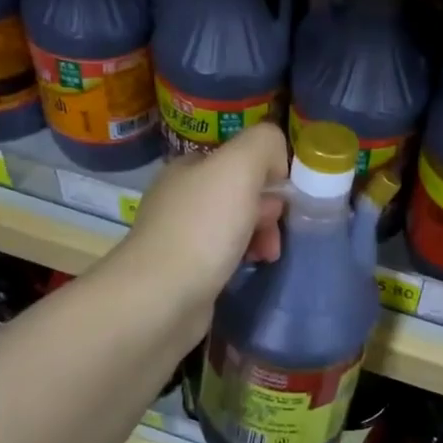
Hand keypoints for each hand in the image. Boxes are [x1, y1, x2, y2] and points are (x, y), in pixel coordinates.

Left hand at [118, 123, 287, 310]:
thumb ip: (264, 144)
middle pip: (240, 194)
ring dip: (260, 237)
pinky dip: (242, 260)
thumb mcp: (239, 166)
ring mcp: (179, 236)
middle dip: (267, 211)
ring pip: (234, 226)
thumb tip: (276, 162)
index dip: (268, 175)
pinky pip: (223, 256)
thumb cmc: (203, 227)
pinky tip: (249, 270)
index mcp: (189, 167)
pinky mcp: (183, 272)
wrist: (160, 298)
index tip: (282, 200)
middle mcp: (180, 197)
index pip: (239, 159)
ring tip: (268, 256)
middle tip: (274, 233)